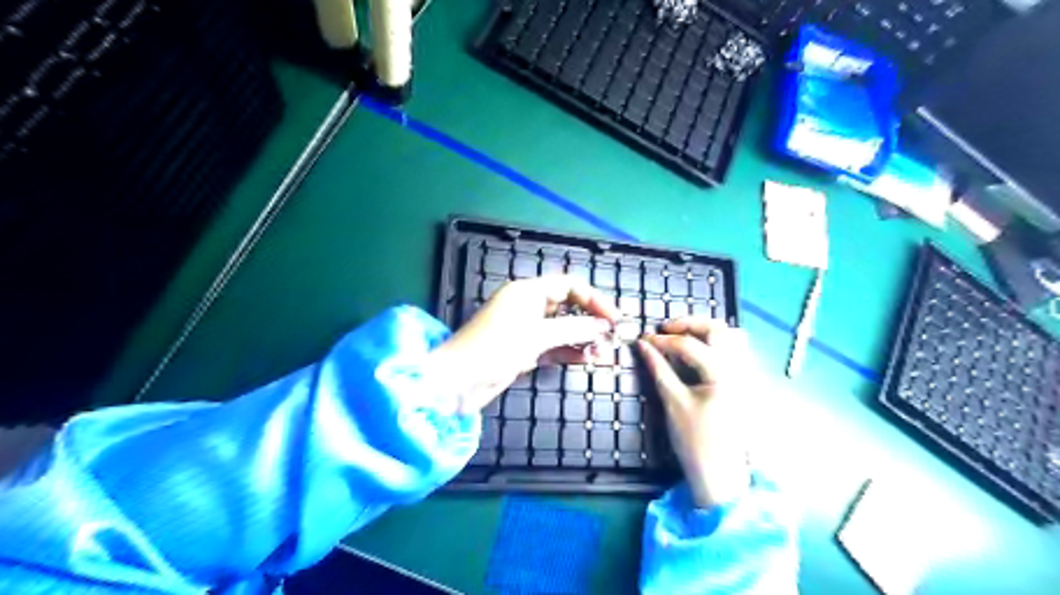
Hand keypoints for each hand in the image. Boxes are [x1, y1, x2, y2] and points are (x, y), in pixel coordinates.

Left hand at [425, 275, 617, 411]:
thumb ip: (573, 328)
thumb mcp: (536, 335)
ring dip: (583, 338)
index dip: (594, 299)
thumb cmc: (494, 349)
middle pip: (568, 306)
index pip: (569, 286)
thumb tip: (604, 326)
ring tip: (604, 352)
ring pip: (563, 329)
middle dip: (591, 320)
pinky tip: (588, 359)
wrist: (457, 383)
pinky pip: (554, 347)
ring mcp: (526, 330)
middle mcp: (528, 307)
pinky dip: (570, 352)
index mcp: (527, 292)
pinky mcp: (524, 351)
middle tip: (614, 336)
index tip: (614, 319)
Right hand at [636, 319, 753, 507]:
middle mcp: (741, 369)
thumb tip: (643, 345)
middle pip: (718, 329)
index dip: (662, 340)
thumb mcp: (673, 403)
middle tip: (666, 330)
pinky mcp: (748, 384)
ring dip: (706, 331)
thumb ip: (658, 369)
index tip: (644, 339)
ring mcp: (749, 376)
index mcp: (723, 374)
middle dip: (689, 324)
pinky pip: (737, 351)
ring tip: (682, 338)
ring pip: (732, 336)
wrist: (723, 477)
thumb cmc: (696, 442)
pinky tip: (700, 354)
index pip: (688, 345)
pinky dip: (717, 344)